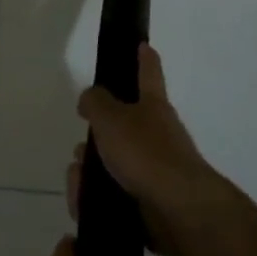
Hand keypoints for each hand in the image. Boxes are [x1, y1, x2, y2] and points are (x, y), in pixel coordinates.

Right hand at [72, 44, 235, 255]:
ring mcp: (155, 169)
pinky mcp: (148, 201)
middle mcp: (158, 135)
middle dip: (97, 137)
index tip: (143, 45)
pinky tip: (83, 203)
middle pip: (121, 127)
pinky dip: (95, 197)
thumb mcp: (111, 118)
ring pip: (112, 163)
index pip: (148, 74)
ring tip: (79, 180)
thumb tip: (91, 98)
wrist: (177, 210)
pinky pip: (112, 194)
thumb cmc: (145, 153)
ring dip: (90, 170)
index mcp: (153, 107)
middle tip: (82, 147)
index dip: (144, 58)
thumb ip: (95, 102)